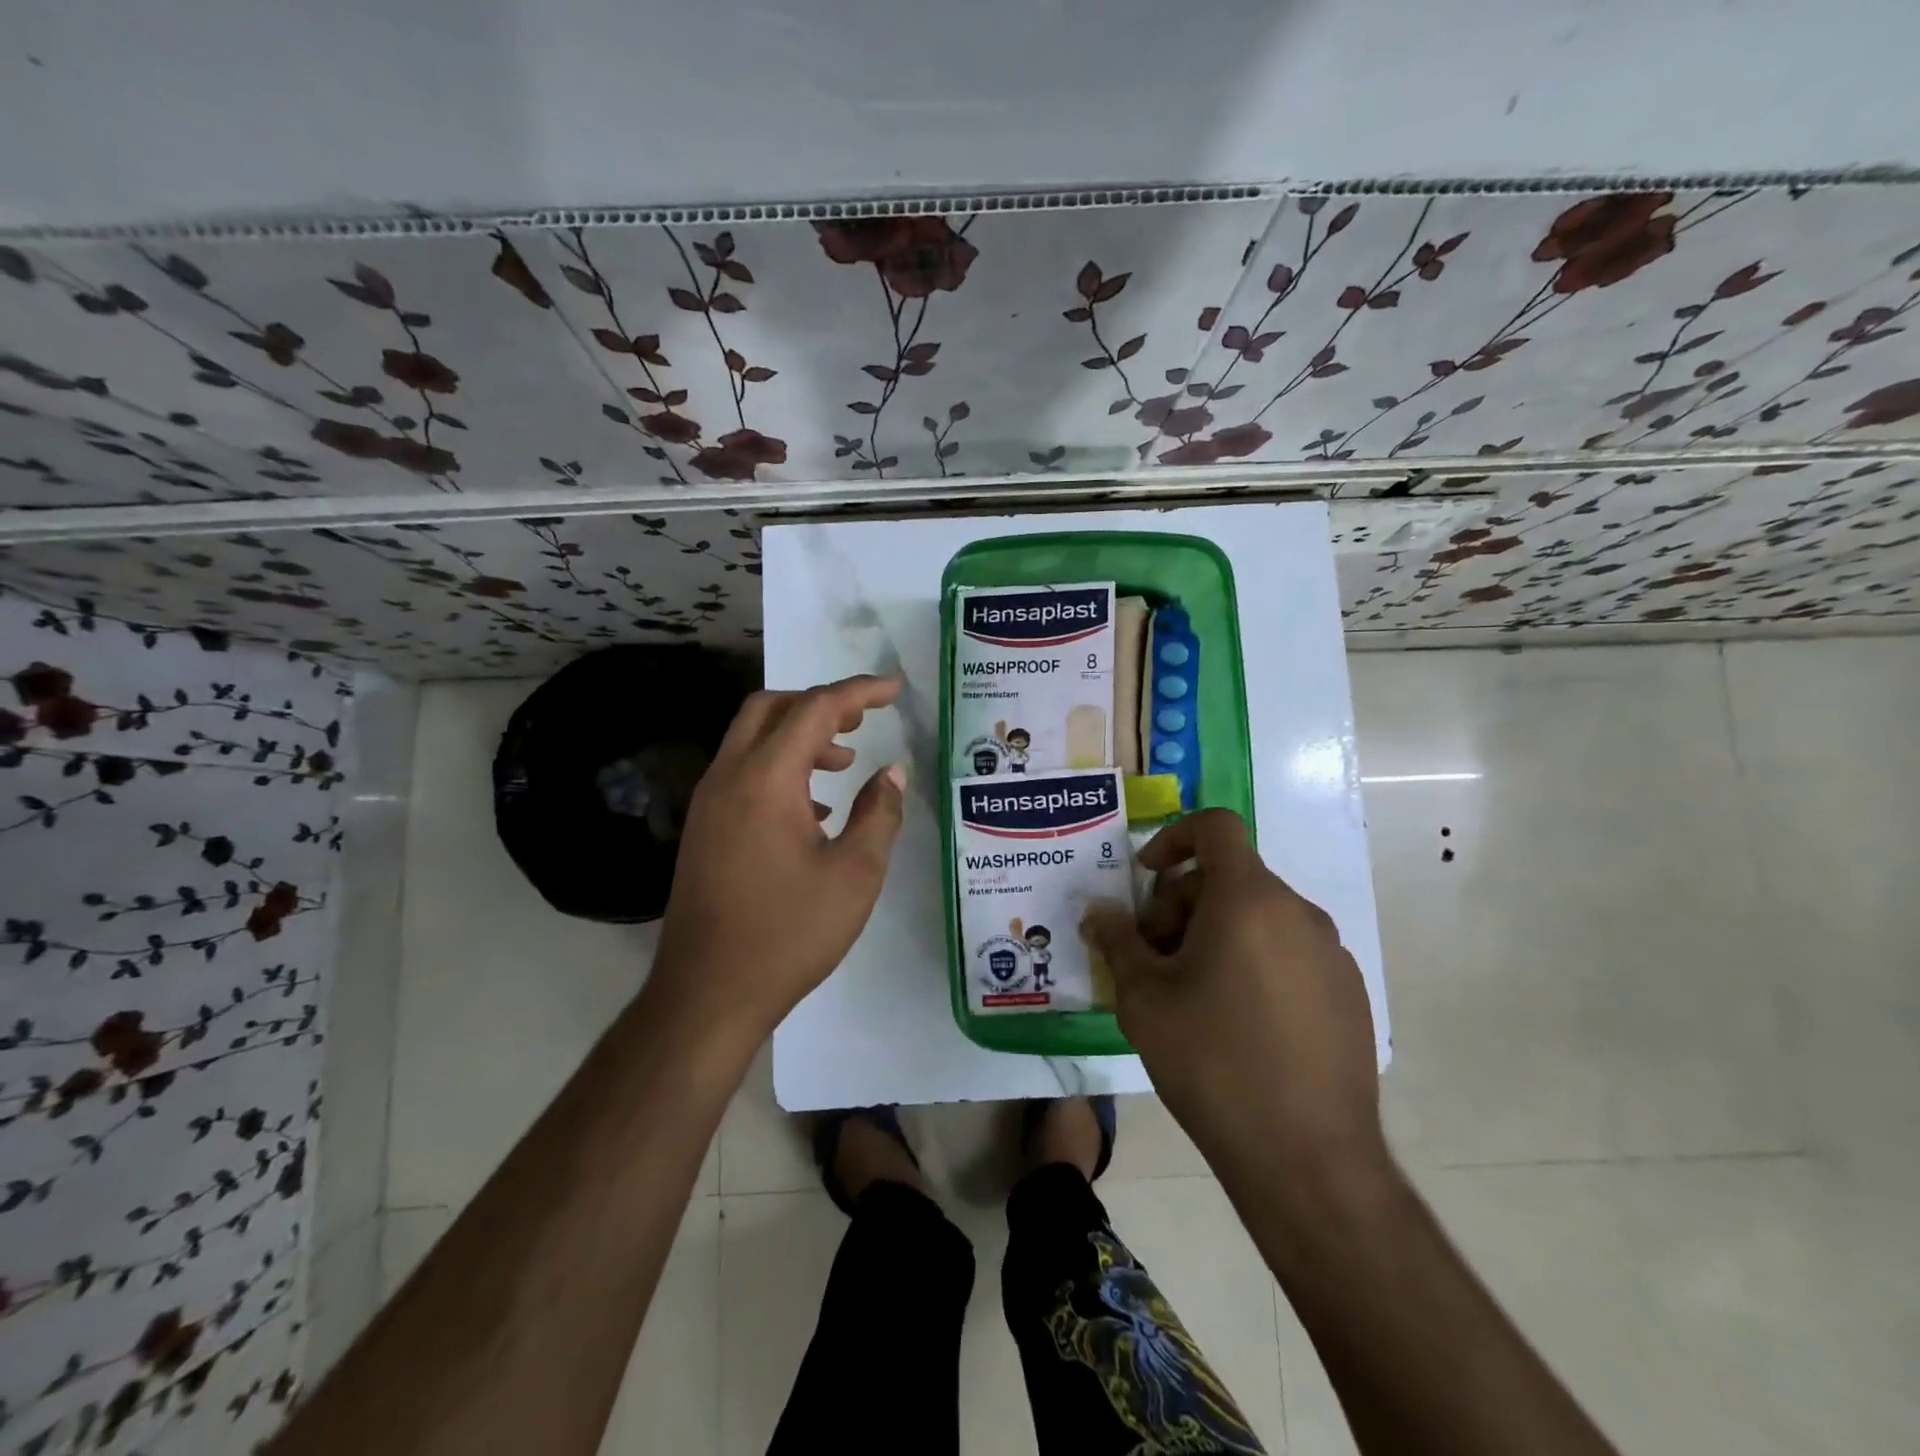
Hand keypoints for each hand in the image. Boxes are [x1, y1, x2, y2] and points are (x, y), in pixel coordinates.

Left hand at [651, 675, 906, 1041]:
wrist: (708, 993)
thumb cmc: (789, 933)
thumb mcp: (855, 875)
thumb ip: (879, 814)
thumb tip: (893, 774)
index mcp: (765, 779)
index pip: (815, 708)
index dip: (858, 692)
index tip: (894, 689)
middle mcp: (729, 777)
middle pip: (770, 708)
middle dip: (820, 703)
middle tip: (862, 720)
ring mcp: (709, 803)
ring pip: (752, 739)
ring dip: (799, 736)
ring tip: (844, 762)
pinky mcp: (704, 829)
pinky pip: (742, 773)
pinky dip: (779, 768)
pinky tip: (812, 809)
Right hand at [1082, 809, 1383, 1179]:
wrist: (1307, 1159)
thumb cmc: (1213, 1062)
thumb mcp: (1144, 998)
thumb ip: (1118, 941)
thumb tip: (1100, 912)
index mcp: (1248, 900)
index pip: (1215, 827)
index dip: (1174, 838)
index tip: (1147, 879)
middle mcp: (1297, 913)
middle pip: (1230, 878)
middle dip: (1182, 904)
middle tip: (1155, 959)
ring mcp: (1330, 954)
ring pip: (1259, 917)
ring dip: (1216, 934)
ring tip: (1191, 995)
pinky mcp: (1348, 993)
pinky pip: (1289, 952)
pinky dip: (1254, 961)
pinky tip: (1238, 1023)